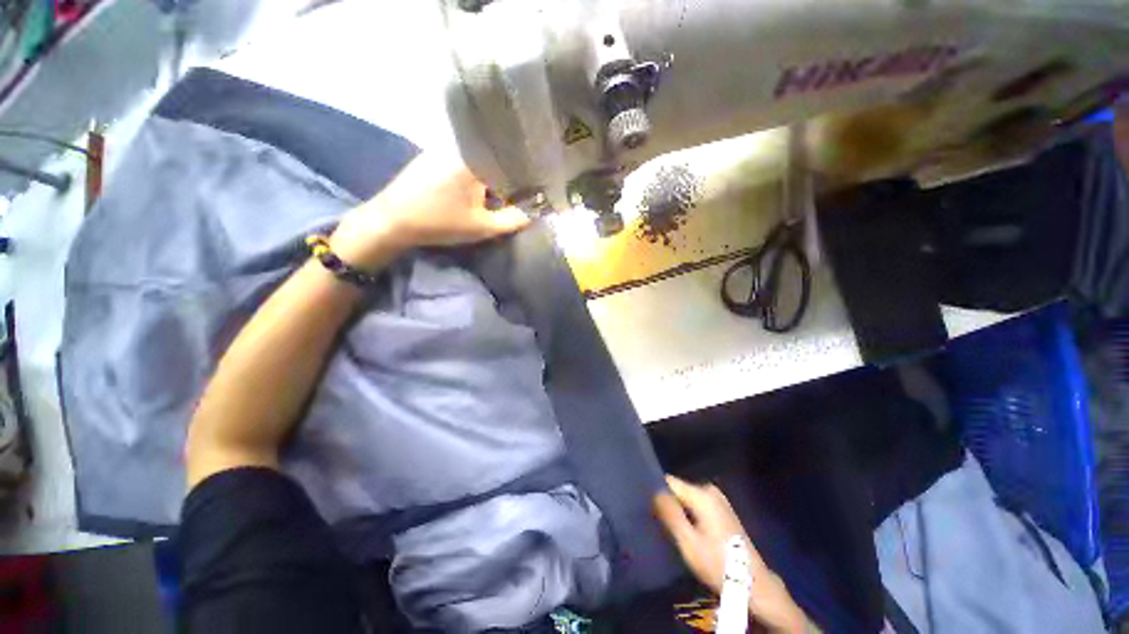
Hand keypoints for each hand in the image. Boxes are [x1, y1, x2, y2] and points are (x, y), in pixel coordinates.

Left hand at [330, 152, 530, 269]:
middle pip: (493, 153)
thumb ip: (513, 220)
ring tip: (503, 186)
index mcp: (475, 158)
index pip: (509, 154)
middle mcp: (459, 146)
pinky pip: (462, 159)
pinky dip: (475, 170)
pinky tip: (477, 186)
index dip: (526, 167)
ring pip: (477, 156)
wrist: (392, 221)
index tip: (537, 180)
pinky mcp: (431, 157)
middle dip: (509, 169)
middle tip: (522, 185)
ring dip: (491, 170)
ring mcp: (442, 149)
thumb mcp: (483, 227)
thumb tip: (533, 213)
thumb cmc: (441, 223)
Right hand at [654, 476, 809, 633]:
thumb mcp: (688, 542)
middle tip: (657, 522)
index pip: (669, 481)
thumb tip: (654, 491)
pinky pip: (697, 506)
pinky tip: (686, 531)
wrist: (754, 585)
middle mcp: (710, 490)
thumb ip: (670, 514)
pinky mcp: (723, 511)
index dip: (656, 491)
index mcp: (701, 494)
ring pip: (687, 499)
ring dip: (678, 511)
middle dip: (667, 503)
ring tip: (669, 528)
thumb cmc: (718, 563)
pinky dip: (689, 515)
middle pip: (678, 490)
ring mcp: (719, 500)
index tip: (646, 505)